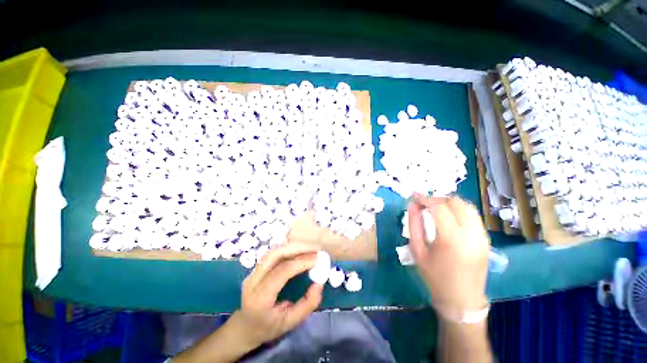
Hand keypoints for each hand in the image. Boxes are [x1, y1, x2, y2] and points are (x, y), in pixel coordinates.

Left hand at [229, 242, 323, 347]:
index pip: (281, 272)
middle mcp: (253, 282)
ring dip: (292, 247)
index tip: (317, 259)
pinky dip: (287, 249)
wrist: (244, 328)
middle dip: (297, 249)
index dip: (301, 262)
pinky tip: (298, 250)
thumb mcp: (290, 323)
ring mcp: (252, 273)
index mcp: (260, 299)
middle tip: (314, 249)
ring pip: (273, 252)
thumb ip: (307, 305)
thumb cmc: (268, 328)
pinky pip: (272, 254)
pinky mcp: (255, 269)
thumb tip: (319, 283)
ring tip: (309, 248)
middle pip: (275, 255)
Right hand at [408, 194, 489, 316]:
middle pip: (456, 203)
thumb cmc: (434, 276)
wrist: (461, 300)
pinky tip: (450, 217)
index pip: (439, 207)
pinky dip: (460, 211)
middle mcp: (470, 234)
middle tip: (425, 203)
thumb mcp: (417, 250)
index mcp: (451, 239)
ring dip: (450, 202)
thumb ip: (414, 225)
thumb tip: (412, 205)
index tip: (415, 198)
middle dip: (438, 198)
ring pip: (468, 207)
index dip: (425, 199)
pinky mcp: (486, 240)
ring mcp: (482, 237)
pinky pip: (474, 217)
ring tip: (436, 208)